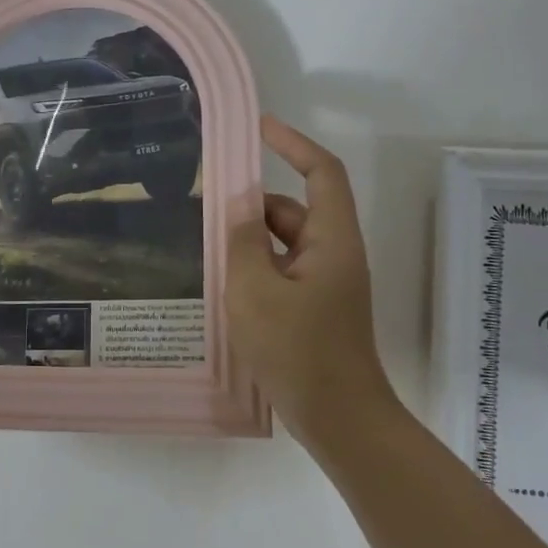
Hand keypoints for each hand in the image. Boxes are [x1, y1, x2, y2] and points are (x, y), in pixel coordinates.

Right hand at [226, 117, 396, 450]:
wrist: (339, 419)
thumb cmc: (298, 350)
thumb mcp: (255, 290)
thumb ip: (244, 241)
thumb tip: (239, 206)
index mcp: (333, 240)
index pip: (322, 172)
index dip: (293, 144)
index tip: (259, 128)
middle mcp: (335, 254)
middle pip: (297, 209)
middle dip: (255, 203)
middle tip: (208, 205)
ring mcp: (327, 284)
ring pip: (287, 244)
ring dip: (252, 239)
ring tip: (208, 246)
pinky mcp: (316, 309)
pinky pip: (284, 271)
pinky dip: (257, 267)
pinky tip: (226, 283)